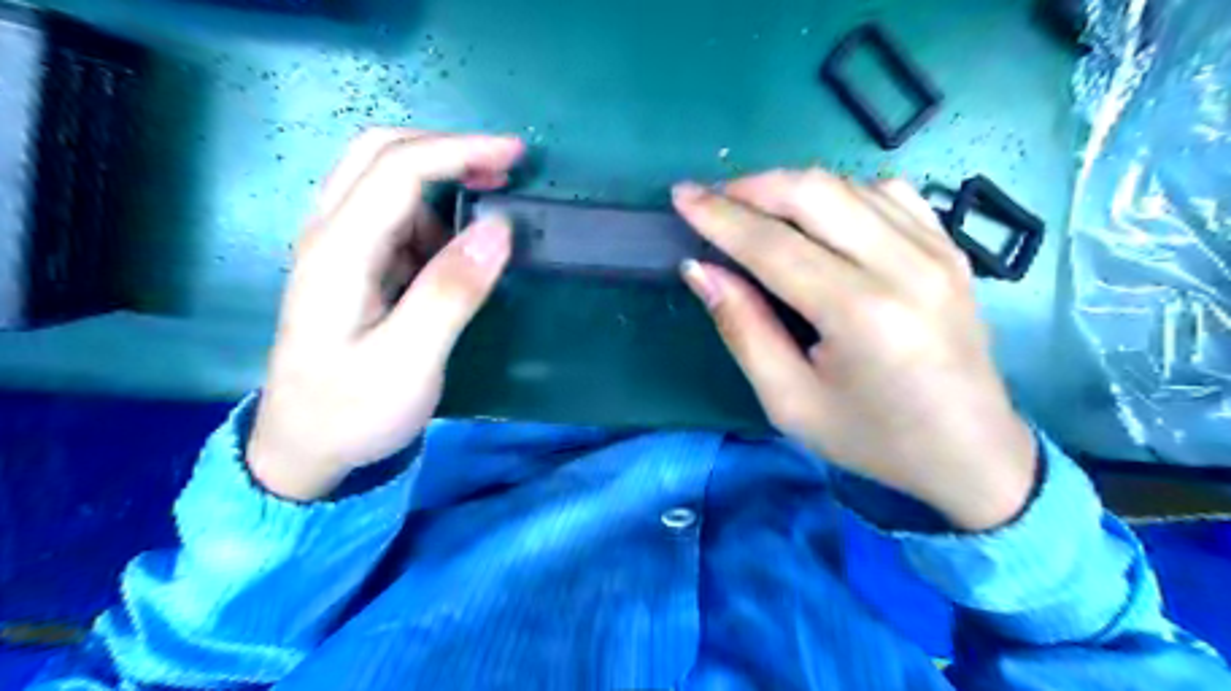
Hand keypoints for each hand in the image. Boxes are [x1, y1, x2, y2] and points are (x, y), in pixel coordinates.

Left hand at [246, 130, 521, 497]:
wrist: (305, 448)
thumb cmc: (354, 411)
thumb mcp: (409, 362)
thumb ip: (451, 293)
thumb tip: (498, 229)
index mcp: (339, 252)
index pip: (398, 170)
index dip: (459, 151)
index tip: (516, 155)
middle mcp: (329, 234)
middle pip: (379, 154)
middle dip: (446, 149)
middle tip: (502, 167)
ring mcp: (337, 248)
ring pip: (385, 181)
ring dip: (442, 182)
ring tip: (490, 216)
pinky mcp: (352, 266)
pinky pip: (394, 218)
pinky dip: (434, 215)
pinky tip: (458, 250)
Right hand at [673, 170, 1037, 527]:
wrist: (971, 452)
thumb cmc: (872, 438)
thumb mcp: (790, 401)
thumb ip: (743, 328)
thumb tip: (700, 269)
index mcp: (860, 314)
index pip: (773, 244)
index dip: (719, 216)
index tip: (680, 195)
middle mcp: (904, 267)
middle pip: (813, 192)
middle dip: (751, 187)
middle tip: (712, 200)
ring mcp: (936, 250)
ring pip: (848, 184)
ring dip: (791, 187)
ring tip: (755, 211)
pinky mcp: (950, 248)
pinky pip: (887, 192)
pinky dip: (840, 192)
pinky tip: (820, 218)